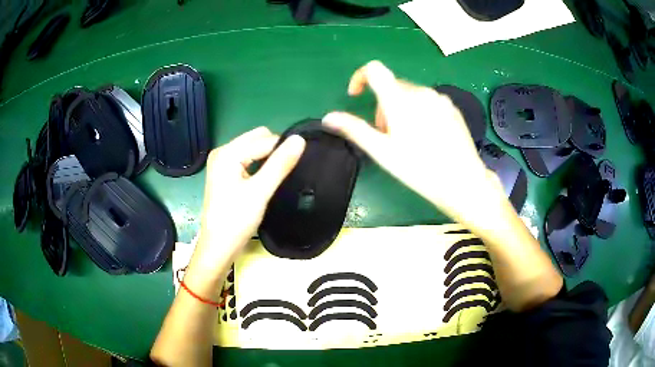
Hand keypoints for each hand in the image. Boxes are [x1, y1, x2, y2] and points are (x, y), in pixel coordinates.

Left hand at [189, 127, 305, 279]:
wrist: (218, 248)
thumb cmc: (236, 221)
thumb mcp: (260, 192)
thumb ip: (279, 164)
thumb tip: (300, 139)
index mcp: (227, 153)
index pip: (264, 139)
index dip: (283, 149)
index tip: (299, 164)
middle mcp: (222, 152)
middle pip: (257, 139)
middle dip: (275, 150)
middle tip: (286, 172)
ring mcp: (222, 163)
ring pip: (253, 149)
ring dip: (268, 158)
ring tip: (279, 176)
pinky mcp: (225, 173)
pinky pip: (247, 159)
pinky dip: (260, 165)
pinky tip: (266, 179)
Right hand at [322, 61, 493, 217]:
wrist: (463, 182)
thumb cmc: (419, 169)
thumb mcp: (382, 152)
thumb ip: (354, 129)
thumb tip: (329, 117)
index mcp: (400, 99)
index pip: (375, 69)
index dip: (360, 77)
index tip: (357, 96)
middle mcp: (420, 91)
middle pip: (392, 87)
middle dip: (382, 105)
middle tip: (387, 135)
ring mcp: (439, 98)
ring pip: (410, 94)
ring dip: (401, 109)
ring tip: (409, 139)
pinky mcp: (452, 106)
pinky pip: (428, 101)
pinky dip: (419, 111)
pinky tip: (428, 137)